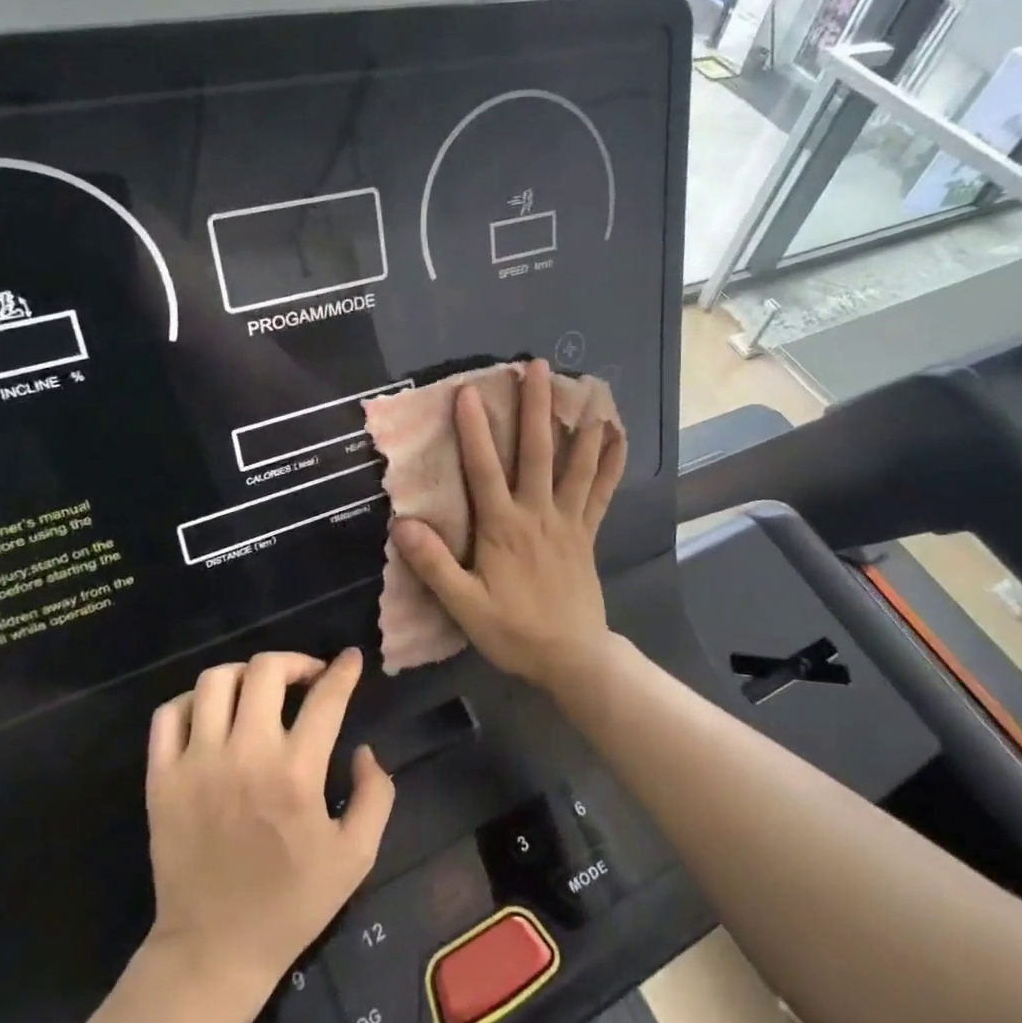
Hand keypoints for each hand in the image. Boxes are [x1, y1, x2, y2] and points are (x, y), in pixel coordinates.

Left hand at [145, 648, 394, 996]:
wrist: (214, 950)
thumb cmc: (292, 904)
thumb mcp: (356, 856)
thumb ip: (374, 794)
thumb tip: (363, 750)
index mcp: (296, 774)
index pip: (325, 697)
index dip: (344, 670)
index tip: (350, 659)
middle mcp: (245, 756)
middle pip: (266, 670)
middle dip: (295, 662)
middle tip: (307, 678)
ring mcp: (196, 764)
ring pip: (216, 681)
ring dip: (246, 675)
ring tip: (260, 692)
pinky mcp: (161, 778)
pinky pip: (169, 713)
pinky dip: (193, 700)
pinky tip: (212, 714)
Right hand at [391, 358, 625, 691]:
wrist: (572, 657)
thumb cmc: (514, 631)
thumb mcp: (465, 606)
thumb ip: (435, 565)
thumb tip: (402, 524)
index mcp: (504, 527)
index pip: (484, 469)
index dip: (473, 430)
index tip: (468, 391)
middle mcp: (538, 513)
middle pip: (537, 452)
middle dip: (535, 407)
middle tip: (536, 366)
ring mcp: (569, 520)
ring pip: (576, 464)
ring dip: (580, 424)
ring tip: (587, 388)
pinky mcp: (588, 532)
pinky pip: (603, 491)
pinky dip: (611, 462)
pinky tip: (619, 436)